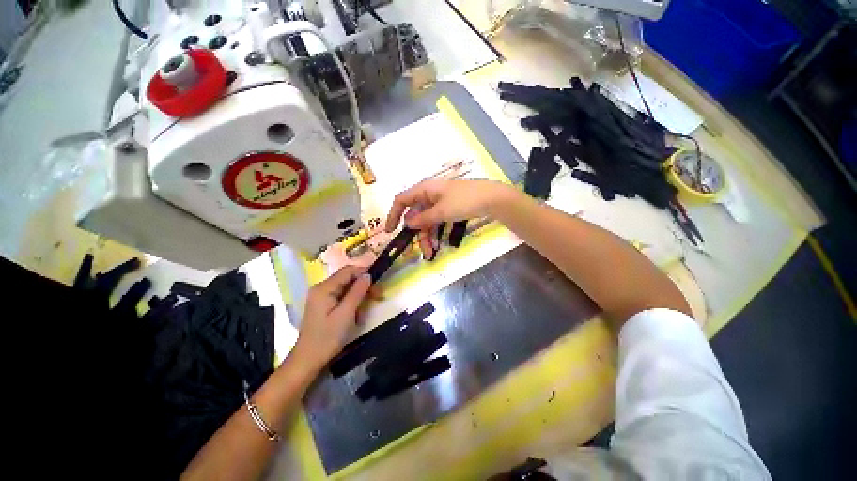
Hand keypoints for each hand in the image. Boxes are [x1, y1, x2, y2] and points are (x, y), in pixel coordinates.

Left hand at [292, 266, 371, 366]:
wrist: (308, 360)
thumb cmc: (327, 337)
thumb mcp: (346, 313)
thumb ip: (357, 292)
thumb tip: (368, 275)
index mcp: (324, 288)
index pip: (347, 271)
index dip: (364, 272)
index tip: (379, 279)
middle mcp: (321, 288)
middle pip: (347, 279)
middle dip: (363, 285)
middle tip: (378, 294)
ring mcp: (321, 297)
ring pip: (345, 288)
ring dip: (359, 295)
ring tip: (367, 308)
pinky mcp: (323, 305)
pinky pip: (341, 297)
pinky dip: (352, 302)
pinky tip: (356, 314)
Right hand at [384, 179, 516, 258]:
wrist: (492, 198)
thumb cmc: (464, 201)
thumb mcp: (441, 211)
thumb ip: (423, 218)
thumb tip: (408, 223)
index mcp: (424, 189)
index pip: (402, 200)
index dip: (393, 215)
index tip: (389, 231)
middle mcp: (430, 195)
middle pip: (416, 215)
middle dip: (417, 234)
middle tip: (421, 250)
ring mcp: (440, 202)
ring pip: (427, 220)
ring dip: (428, 236)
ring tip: (431, 251)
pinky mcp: (450, 208)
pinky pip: (438, 221)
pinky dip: (437, 232)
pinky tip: (439, 243)